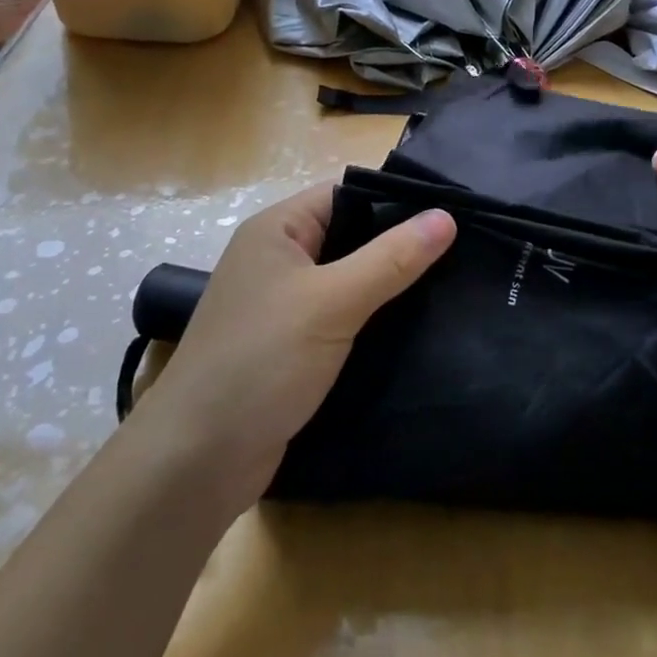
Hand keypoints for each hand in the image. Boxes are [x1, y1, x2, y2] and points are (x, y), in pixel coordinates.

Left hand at [134, 184, 454, 514]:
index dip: (394, 200)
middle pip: (350, 237)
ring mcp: (283, 305)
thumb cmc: (261, 361)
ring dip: (388, 287)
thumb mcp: (332, 302)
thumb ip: (391, 259)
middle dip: (398, 246)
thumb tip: (446, 216)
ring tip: (450, 287)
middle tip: (459, 253)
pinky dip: (372, 321)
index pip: (345, 194)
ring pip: (349, 281)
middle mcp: (277, 260)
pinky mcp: (292, 347)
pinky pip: (341, 319)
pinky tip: (414, 329)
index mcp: (277, 230)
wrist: (196, 462)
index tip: (449, 213)